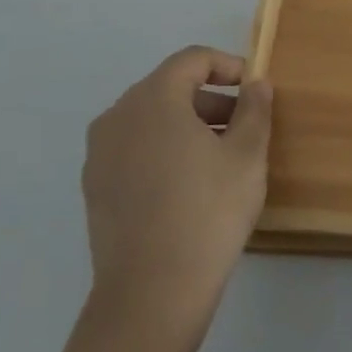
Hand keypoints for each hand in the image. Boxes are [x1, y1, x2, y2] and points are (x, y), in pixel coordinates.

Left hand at [82, 46, 272, 332]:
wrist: (152, 292)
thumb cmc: (208, 211)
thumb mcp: (247, 155)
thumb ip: (255, 109)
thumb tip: (256, 84)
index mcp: (153, 100)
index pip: (191, 60)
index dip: (228, 65)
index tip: (254, 88)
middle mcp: (118, 116)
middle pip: (169, 87)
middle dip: (211, 98)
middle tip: (244, 124)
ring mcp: (100, 154)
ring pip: (151, 119)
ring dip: (188, 124)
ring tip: (221, 155)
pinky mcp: (95, 186)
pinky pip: (135, 147)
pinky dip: (164, 148)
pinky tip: (190, 183)